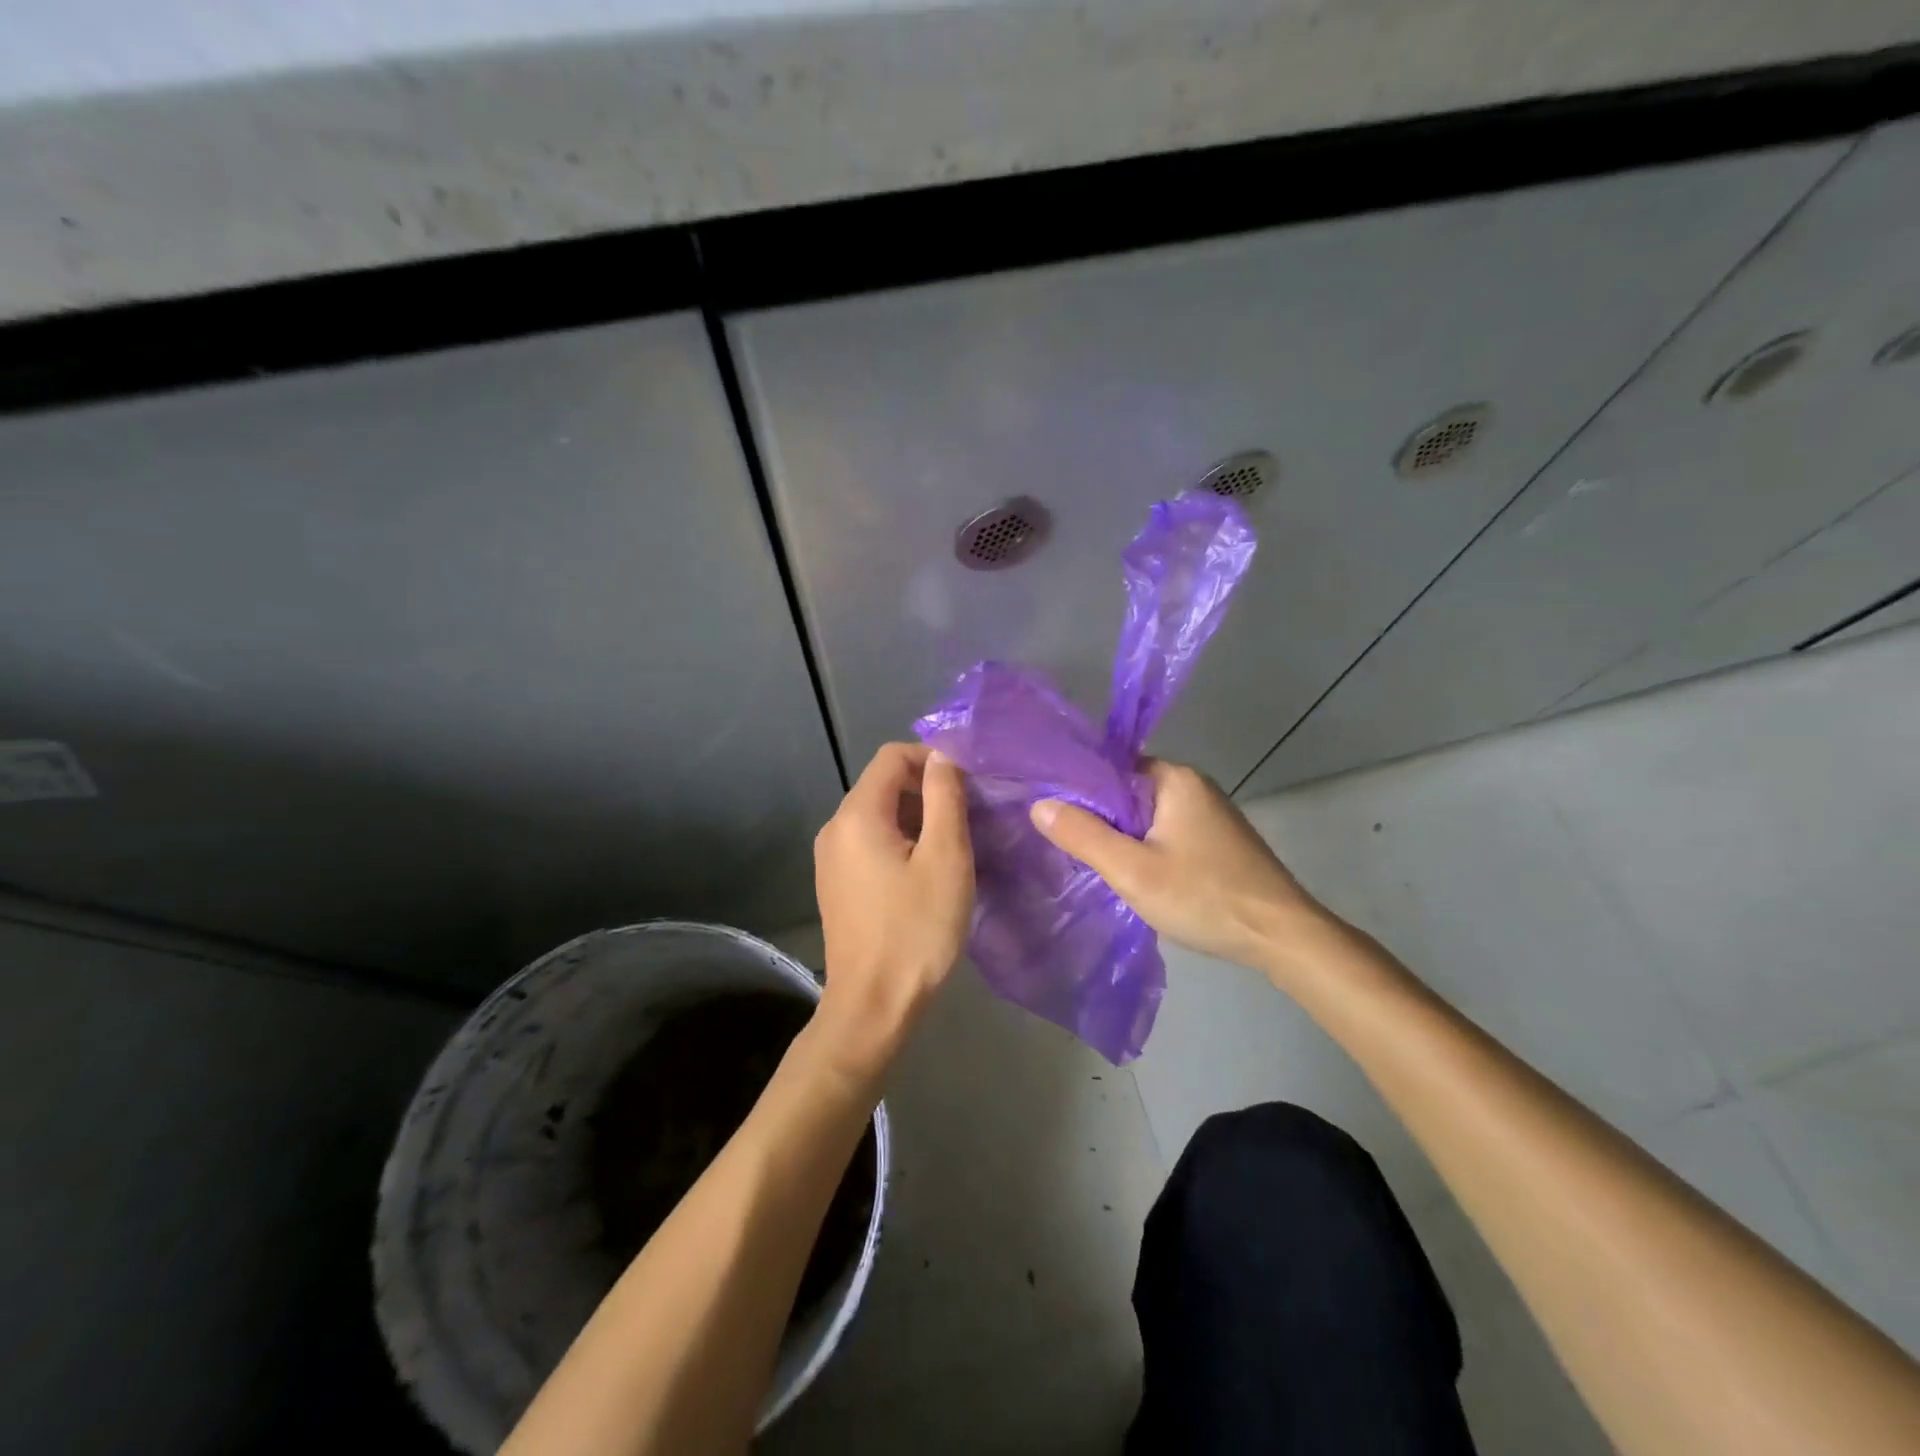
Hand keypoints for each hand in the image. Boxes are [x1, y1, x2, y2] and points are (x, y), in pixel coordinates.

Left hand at [812, 743, 973, 1073]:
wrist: (872, 1007)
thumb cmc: (916, 931)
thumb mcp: (945, 858)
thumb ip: (945, 797)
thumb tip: (943, 756)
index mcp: (857, 815)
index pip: (892, 756)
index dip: (932, 758)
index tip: (969, 784)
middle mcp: (835, 828)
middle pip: (884, 784)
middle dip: (928, 790)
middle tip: (970, 818)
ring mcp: (831, 858)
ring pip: (880, 815)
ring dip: (919, 819)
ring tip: (956, 847)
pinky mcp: (837, 883)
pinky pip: (871, 843)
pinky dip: (902, 842)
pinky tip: (929, 873)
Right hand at [1030, 759, 1332, 972]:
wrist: (1281, 937)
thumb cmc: (1204, 897)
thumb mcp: (1132, 870)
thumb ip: (1083, 835)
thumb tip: (1039, 804)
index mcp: (1174, 778)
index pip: (1110, 768)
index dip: (1078, 791)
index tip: (1051, 816)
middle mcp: (1193, 785)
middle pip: (1127, 792)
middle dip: (1098, 818)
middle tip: (1068, 847)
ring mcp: (1208, 813)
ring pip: (1145, 816)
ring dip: (1121, 837)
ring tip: (1094, 864)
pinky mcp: (1215, 840)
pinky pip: (1165, 832)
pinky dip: (1145, 848)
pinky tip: (1133, 874)